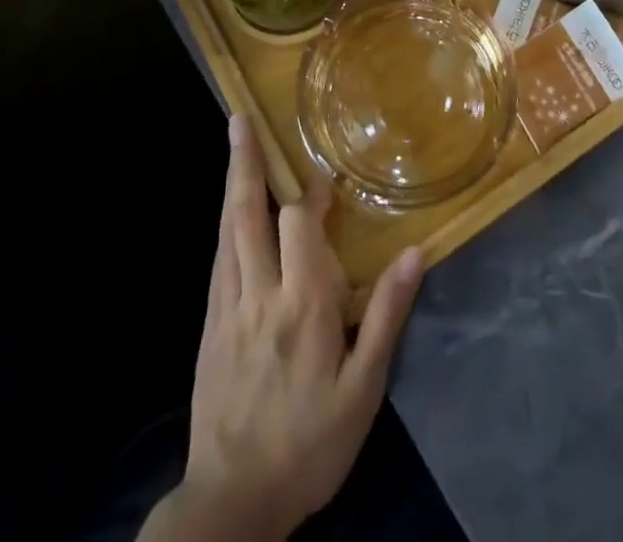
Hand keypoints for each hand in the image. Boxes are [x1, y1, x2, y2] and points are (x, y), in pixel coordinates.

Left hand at [153, 114, 423, 541]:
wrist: (231, 504)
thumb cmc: (309, 445)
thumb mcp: (362, 391)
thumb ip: (386, 316)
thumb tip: (414, 253)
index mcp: (303, 306)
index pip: (302, 226)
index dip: (314, 194)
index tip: (327, 177)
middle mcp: (259, 294)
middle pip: (249, 214)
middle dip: (247, 163)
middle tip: (240, 119)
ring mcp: (227, 307)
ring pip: (227, 231)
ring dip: (232, 184)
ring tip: (233, 145)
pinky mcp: (209, 325)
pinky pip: (217, 259)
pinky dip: (225, 224)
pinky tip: (229, 213)